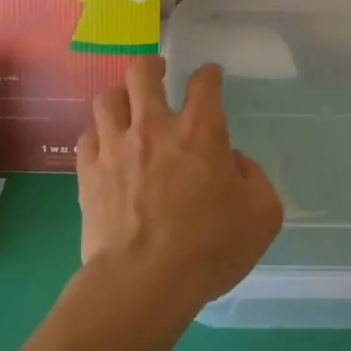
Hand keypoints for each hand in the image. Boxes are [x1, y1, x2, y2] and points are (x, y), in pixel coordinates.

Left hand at [77, 57, 283, 317]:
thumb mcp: (262, 214)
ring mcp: (116, 147)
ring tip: (129, 107)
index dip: (209, 74)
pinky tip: (107, 145)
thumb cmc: (209, 248)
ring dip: (121, 97)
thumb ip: (254, 177)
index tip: (210, 77)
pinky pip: (87, 135)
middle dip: (153, 66)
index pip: (204, 82)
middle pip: (143, 71)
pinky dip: (99, 133)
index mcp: (201, 130)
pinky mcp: (88, 173)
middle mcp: (155, 126)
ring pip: (108, 97)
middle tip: (160, 75)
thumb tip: (233, 163)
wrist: (142, 284)